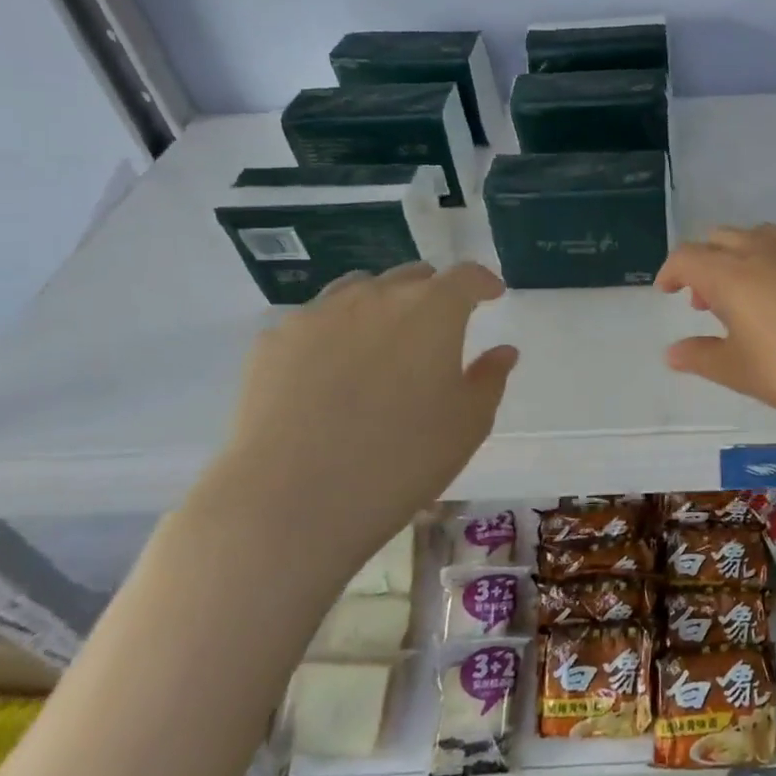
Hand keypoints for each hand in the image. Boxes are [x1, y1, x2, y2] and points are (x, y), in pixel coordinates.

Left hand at [187, 262, 516, 583]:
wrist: (294, 498)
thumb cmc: (404, 458)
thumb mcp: (469, 423)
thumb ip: (489, 378)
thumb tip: (502, 351)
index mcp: (433, 310)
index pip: (467, 276)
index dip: (483, 282)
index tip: (492, 295)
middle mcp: (377, 296)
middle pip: (412, 277)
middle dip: (433, 294)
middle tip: (440, 328)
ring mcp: (319, 314)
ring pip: (360, 290)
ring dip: (383, 305)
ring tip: (384, 343)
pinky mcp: (274, 340)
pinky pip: (315, 320)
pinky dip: (336, 332)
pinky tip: (332, 371)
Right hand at [656, 224, 775, 427]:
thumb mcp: (746, 373)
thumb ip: (704, 358)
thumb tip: (672, 351)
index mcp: (734, 274)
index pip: (688, 257)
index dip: (672, 271)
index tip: (668, 291)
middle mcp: (766, 249)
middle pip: (722, 239)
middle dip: (706, 264)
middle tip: (708, 301)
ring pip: (762, 237)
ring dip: (744, 259)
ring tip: (752, 297)